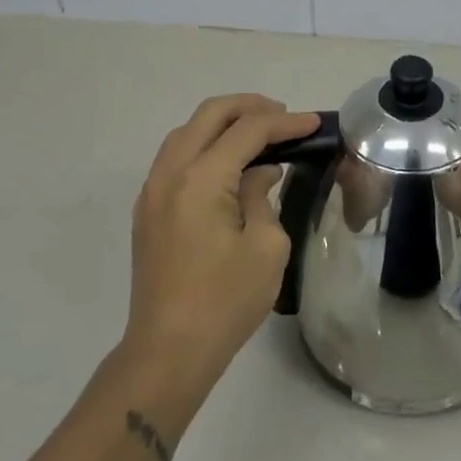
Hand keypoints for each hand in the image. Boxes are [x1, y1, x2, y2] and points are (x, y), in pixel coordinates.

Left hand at [119, 95, 319, 422]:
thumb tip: (259, 173)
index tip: (313, 123)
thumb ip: (263, 196)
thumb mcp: (265, 247)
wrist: (167, 352)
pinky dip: (204, 145)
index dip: (284, 123)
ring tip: (258, 134)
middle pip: (210, 115)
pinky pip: (176, 157)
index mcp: (201, 179)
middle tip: (284, 117)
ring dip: (223, 123)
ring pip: (187, 132)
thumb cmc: (225, 302)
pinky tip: (228, 163)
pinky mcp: (148, 211)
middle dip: (249, 107)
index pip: (247, 131)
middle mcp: (170, 173)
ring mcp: (152, 191)